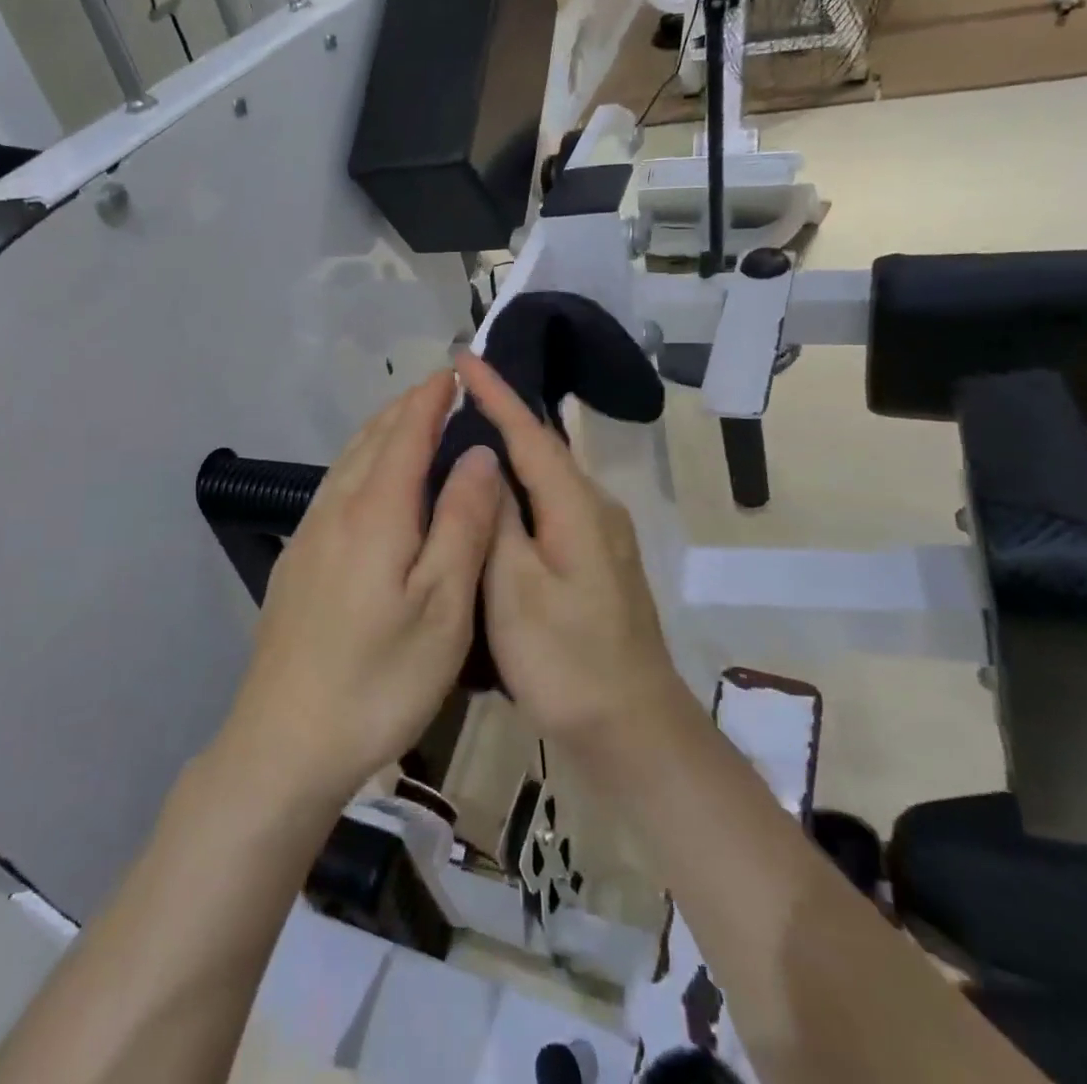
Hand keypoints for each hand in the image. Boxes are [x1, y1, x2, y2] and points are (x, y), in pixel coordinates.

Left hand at [219, 372, 503, 806]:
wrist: (285, 740)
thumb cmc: (379, 678)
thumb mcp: (443, 606)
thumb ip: (463, 523)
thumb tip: (478, 454)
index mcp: (376, 512)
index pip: (406, 433)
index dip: (431, 398)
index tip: (454, 372)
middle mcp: (336, 508)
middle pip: (372, 439)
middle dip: (406, 407)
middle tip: (438, 390)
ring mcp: (309, 534)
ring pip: (348, 461)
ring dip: (380, 431)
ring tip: (408, 421)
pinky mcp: (296, 559)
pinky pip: (333, 487)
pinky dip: (360, 462)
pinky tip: (369, 482)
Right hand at [453, 352, 688, 765]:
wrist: (633, 729)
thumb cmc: (566, 660)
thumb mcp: (515, 590)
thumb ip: (498, 520)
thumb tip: (484, 462)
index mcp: (576, 506)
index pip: (530, 432)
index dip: (495, 393)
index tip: (463, 356)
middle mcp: (596, 508)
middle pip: (543, 449)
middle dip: (500, 416)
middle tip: (453, 398)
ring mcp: (601, 536)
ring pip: (547, 479)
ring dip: (509, 453)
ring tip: (463, 438)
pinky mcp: (597, 561)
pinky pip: (552, 506)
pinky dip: (520, 491)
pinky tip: (494, 501)